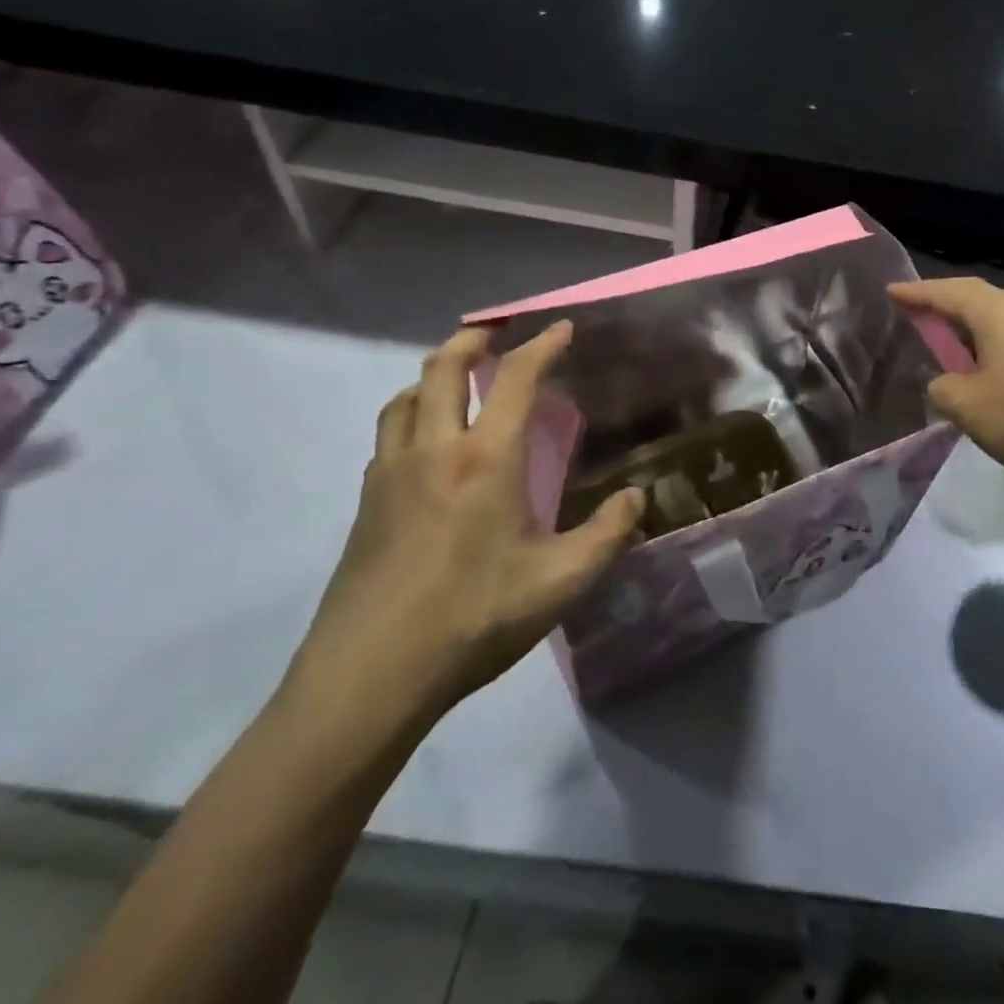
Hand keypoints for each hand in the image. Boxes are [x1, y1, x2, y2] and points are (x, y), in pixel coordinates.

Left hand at [288, 323, 642, 727]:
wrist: (370, 675)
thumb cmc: (474, 619)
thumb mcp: (561, 582)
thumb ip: (607, 533)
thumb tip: (637, 498)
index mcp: (486, 460)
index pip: (516, 379)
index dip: (542, 345)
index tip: (562, 328)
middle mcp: (434, 450)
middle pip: (442, 368)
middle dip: (473, 338)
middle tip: (497, 331)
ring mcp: (390, 474)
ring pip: (405, 397)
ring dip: (435, 374)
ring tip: (459, 379)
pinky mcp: (366, 503)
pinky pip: (389, 434)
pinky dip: (412, 413)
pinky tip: (428, 444)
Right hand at [888, 278, 1003, 486]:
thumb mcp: (966, 405)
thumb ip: (942, 388)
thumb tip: (944, 383)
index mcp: (994, 311)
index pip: (946, 292)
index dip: (917, 293)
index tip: (892, 293)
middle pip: (976, 297)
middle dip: (945, 304)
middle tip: (919, 313)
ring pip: (999, 318)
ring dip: (971, 326)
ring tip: (951, 341)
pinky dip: (993, 344)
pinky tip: (990, 368)